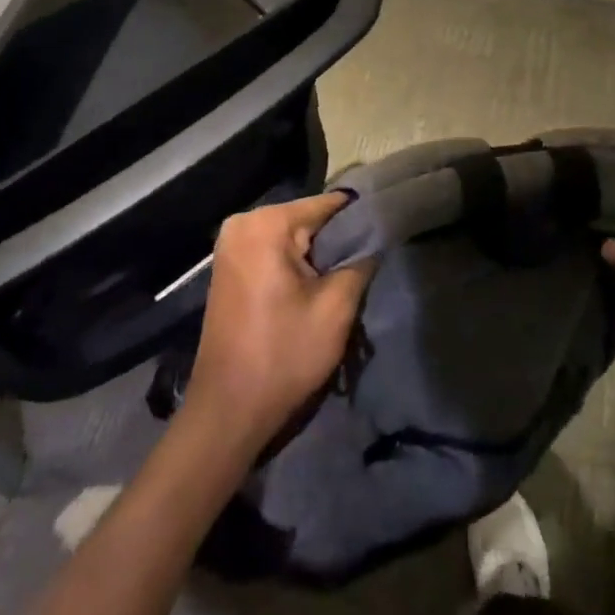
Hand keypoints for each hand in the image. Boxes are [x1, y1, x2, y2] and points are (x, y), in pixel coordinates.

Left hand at [187, 192, 372, 451]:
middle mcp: (243, 222)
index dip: (361, 219)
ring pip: (293, 236)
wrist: (228, 411)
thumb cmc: (283, 356)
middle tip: (366, 266)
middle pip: (308, 218)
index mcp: (266, 223)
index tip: (386, 234)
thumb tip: (377, 235)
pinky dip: (296, 264)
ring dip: (318, 256)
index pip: (328, 204)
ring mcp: (231, 243)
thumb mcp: (336, 308)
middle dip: (337, 241)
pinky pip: (274, 250)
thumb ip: (361, 260)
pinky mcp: (229, 265)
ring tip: (344, 280)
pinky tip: (314, 289)